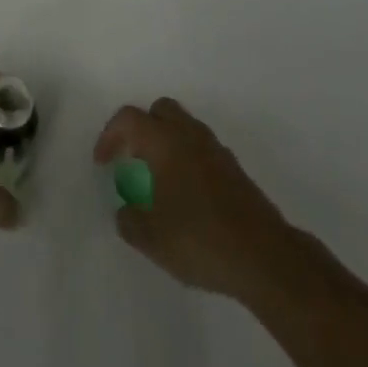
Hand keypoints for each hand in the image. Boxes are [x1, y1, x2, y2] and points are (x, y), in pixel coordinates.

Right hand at [93, 97, 294, 302]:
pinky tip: (184, 194)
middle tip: (131, 158)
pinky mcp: (234, 169)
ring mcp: (216, 150)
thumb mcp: (152, 238)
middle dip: (141, 128)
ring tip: (156, 179)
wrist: (265, 256)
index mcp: (165, 142)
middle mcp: (190, 136)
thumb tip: (126, 211)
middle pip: (160, 110)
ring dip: (165, 142)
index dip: (109, 135)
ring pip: (184, 127)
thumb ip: (130, 221)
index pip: (129, 119)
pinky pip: (201, 148)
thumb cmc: (200, 240)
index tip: (103, 163)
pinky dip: (186, 158)